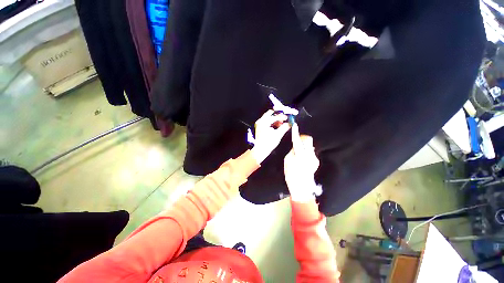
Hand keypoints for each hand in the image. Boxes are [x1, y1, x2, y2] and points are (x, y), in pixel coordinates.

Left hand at [251, 110, 290, 163]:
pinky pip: (266, 122)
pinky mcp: (259, 127)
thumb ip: (284, 127)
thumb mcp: (278, 135)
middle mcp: (260, 121)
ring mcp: (259, 124)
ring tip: (281, 124)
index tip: (288, 118)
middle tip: (284, 119)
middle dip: (278, 115)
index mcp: (264, 122)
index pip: (275, 116)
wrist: (260, 150)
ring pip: (268, 117)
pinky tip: (277, 127)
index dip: (283, 116)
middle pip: (270, 113)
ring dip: (275, 119)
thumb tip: (289, 123)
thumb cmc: (268, 143)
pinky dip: (272, 123)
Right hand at [284, 123, 319, 201]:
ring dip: (303, 146)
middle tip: (296, 142)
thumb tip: (296, 145)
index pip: (298, 140)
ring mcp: (314, 158)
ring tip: (298, 154)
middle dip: (302, 139)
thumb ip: (292, 151)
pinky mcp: (316, 161)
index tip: (295, 125)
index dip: (296, 133)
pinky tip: (302, 160)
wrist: (301, 187)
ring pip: (309, 146)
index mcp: (301, 155)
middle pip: (308, 141)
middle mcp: (310, 155)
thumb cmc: (291, 174)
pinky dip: (305, 152)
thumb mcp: (287, 161)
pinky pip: (310, 152)